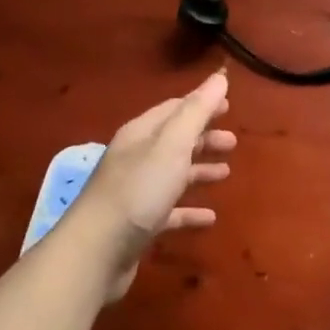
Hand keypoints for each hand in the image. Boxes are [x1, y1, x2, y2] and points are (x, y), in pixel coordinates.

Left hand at [72, 70, 235, 299]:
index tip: (229, 106)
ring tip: (226, 173)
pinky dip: (189, 210)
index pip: (175, 109)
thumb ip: (197, 111)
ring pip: (173, 174)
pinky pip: (170, 210)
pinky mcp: (138, 224)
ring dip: (199, 170)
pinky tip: (210, 218)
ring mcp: (136, 192)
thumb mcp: (172, 144)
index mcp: (142, 133)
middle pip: (175, 140)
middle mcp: (137, 157)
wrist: (95, 253)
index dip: (202, 105)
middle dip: (204, 138)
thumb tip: (220, 77)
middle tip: (233, 142)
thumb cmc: (138, 190)